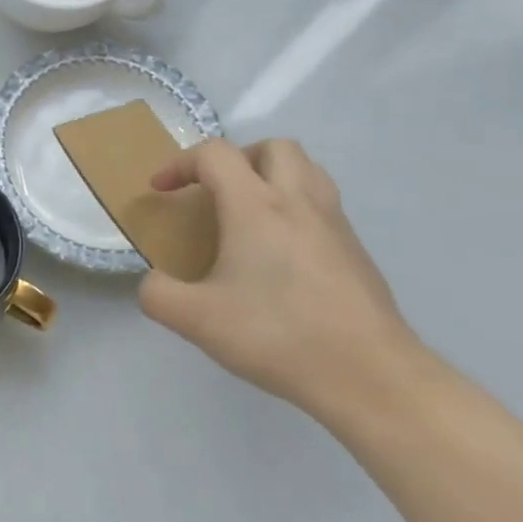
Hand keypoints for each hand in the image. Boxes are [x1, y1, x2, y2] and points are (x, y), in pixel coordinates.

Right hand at [137, 138, 422, 416]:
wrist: (369, 375)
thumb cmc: (278, 336)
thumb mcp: (197, 320)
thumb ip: (158, 295)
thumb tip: (153, 282)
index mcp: (255, 206)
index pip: (215, 154)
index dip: (180, 163)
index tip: (162, 190)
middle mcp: (298, 201)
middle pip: (273, 147)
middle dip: (237, 158)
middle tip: (217, 192)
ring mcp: (335, 223)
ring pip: (307, 169)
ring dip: (273, 175)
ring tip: (251, 212)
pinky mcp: (356, 250)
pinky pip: (323, 205)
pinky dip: (296, 208)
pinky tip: (282, 253)